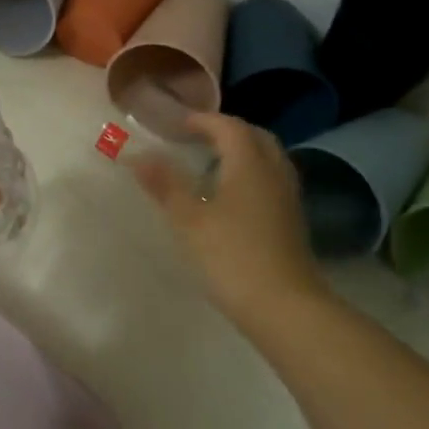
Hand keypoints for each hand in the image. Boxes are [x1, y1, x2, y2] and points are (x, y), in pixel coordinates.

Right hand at [131, 113, 330, 332]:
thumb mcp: (189, 220)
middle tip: (198, 138)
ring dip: (242, 153)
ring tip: (211, 165)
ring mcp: (287, 199)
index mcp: (249, 165)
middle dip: (227, 131)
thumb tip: (137, 155)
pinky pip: (271, 182)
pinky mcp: (291, 223)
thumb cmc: (232, 256)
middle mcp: (274, 174)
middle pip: (255, 137)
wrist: (285, 308)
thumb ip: (165, 184)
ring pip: (267, 160)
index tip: (177, 124)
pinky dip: (250, 176)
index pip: (229, 127)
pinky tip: (230, 198)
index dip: (203, 120)